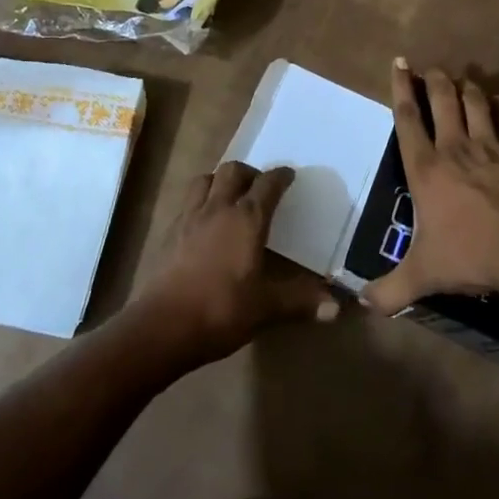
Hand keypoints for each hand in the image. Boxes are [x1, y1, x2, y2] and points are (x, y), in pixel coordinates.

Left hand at [133, 161, 337, 365]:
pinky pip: (187, 202)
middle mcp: (218, 208)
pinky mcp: (169, 232)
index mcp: (247, 219)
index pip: (268, 184)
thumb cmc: (221, 310)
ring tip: (229, 198)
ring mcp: (190, 217)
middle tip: (258, 188)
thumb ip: (300, 302)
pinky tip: (203, 222)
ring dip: (219, 181)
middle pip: (233, 171)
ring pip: (205, 179)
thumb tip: (336, 308)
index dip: (280, 177)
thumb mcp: (265, 308)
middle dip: (249, 173)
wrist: (162, 326)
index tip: (289, 176)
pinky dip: (200, 201)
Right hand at [361, 60, 498, 314]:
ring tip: (462, 80)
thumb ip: (389, 289)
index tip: (400, 63)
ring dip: (467, 87)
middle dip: (435, 79)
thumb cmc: (471, 256)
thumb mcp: (424, 275)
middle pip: (442, 99)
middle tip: (432, 69)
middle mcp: (455, 147)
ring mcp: (490, 146)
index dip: (401, 88)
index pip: (407, 118)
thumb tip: (360, 303)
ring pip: (475, 102)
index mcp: (426, 168)